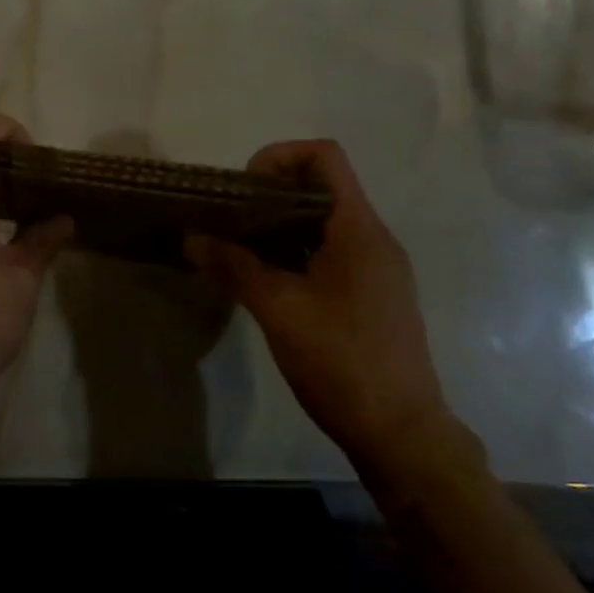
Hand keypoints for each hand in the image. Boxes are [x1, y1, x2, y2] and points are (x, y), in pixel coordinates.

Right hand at [186, 140, 454, 477]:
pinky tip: (266, 280)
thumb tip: (191, 237)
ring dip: (280, 224)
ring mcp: (377, 268)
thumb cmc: (343, 363)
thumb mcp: (279, 310)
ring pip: (323, 221)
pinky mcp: (373, 294)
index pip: (324, 157)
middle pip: (321, 186)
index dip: (279, 157)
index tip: (245, 189)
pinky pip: (330, 251)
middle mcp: (374, 238)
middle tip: (231, 220)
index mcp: (359, 230)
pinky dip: (295, 251)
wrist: (402, 435)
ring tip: (240, 249)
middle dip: (270, 193)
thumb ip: (234, 267)